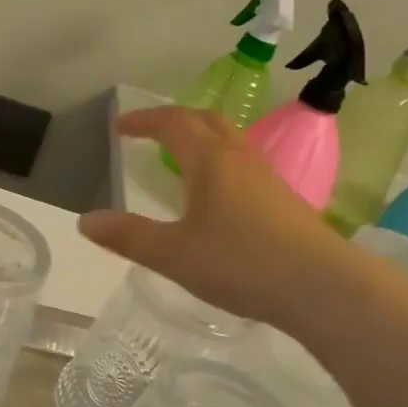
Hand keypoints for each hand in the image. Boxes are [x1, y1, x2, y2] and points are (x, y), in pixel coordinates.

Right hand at [79, 106, 348, 326]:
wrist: (322, 287)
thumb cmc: (240, 263)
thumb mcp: (172, 254)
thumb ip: (128, 236)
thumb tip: (85, 221)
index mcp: (209, 161)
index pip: (173, 124)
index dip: (144, 120)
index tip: (120, 127)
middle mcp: (240, 159)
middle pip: (206, 121)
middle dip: (174, 120)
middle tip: (150, 131)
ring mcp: (267, 178)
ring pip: (231, 141)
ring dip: (201, 138)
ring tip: (182, 157)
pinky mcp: (285, 201)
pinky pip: (245, 165)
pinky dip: (221, 162)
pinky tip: (219, 194)